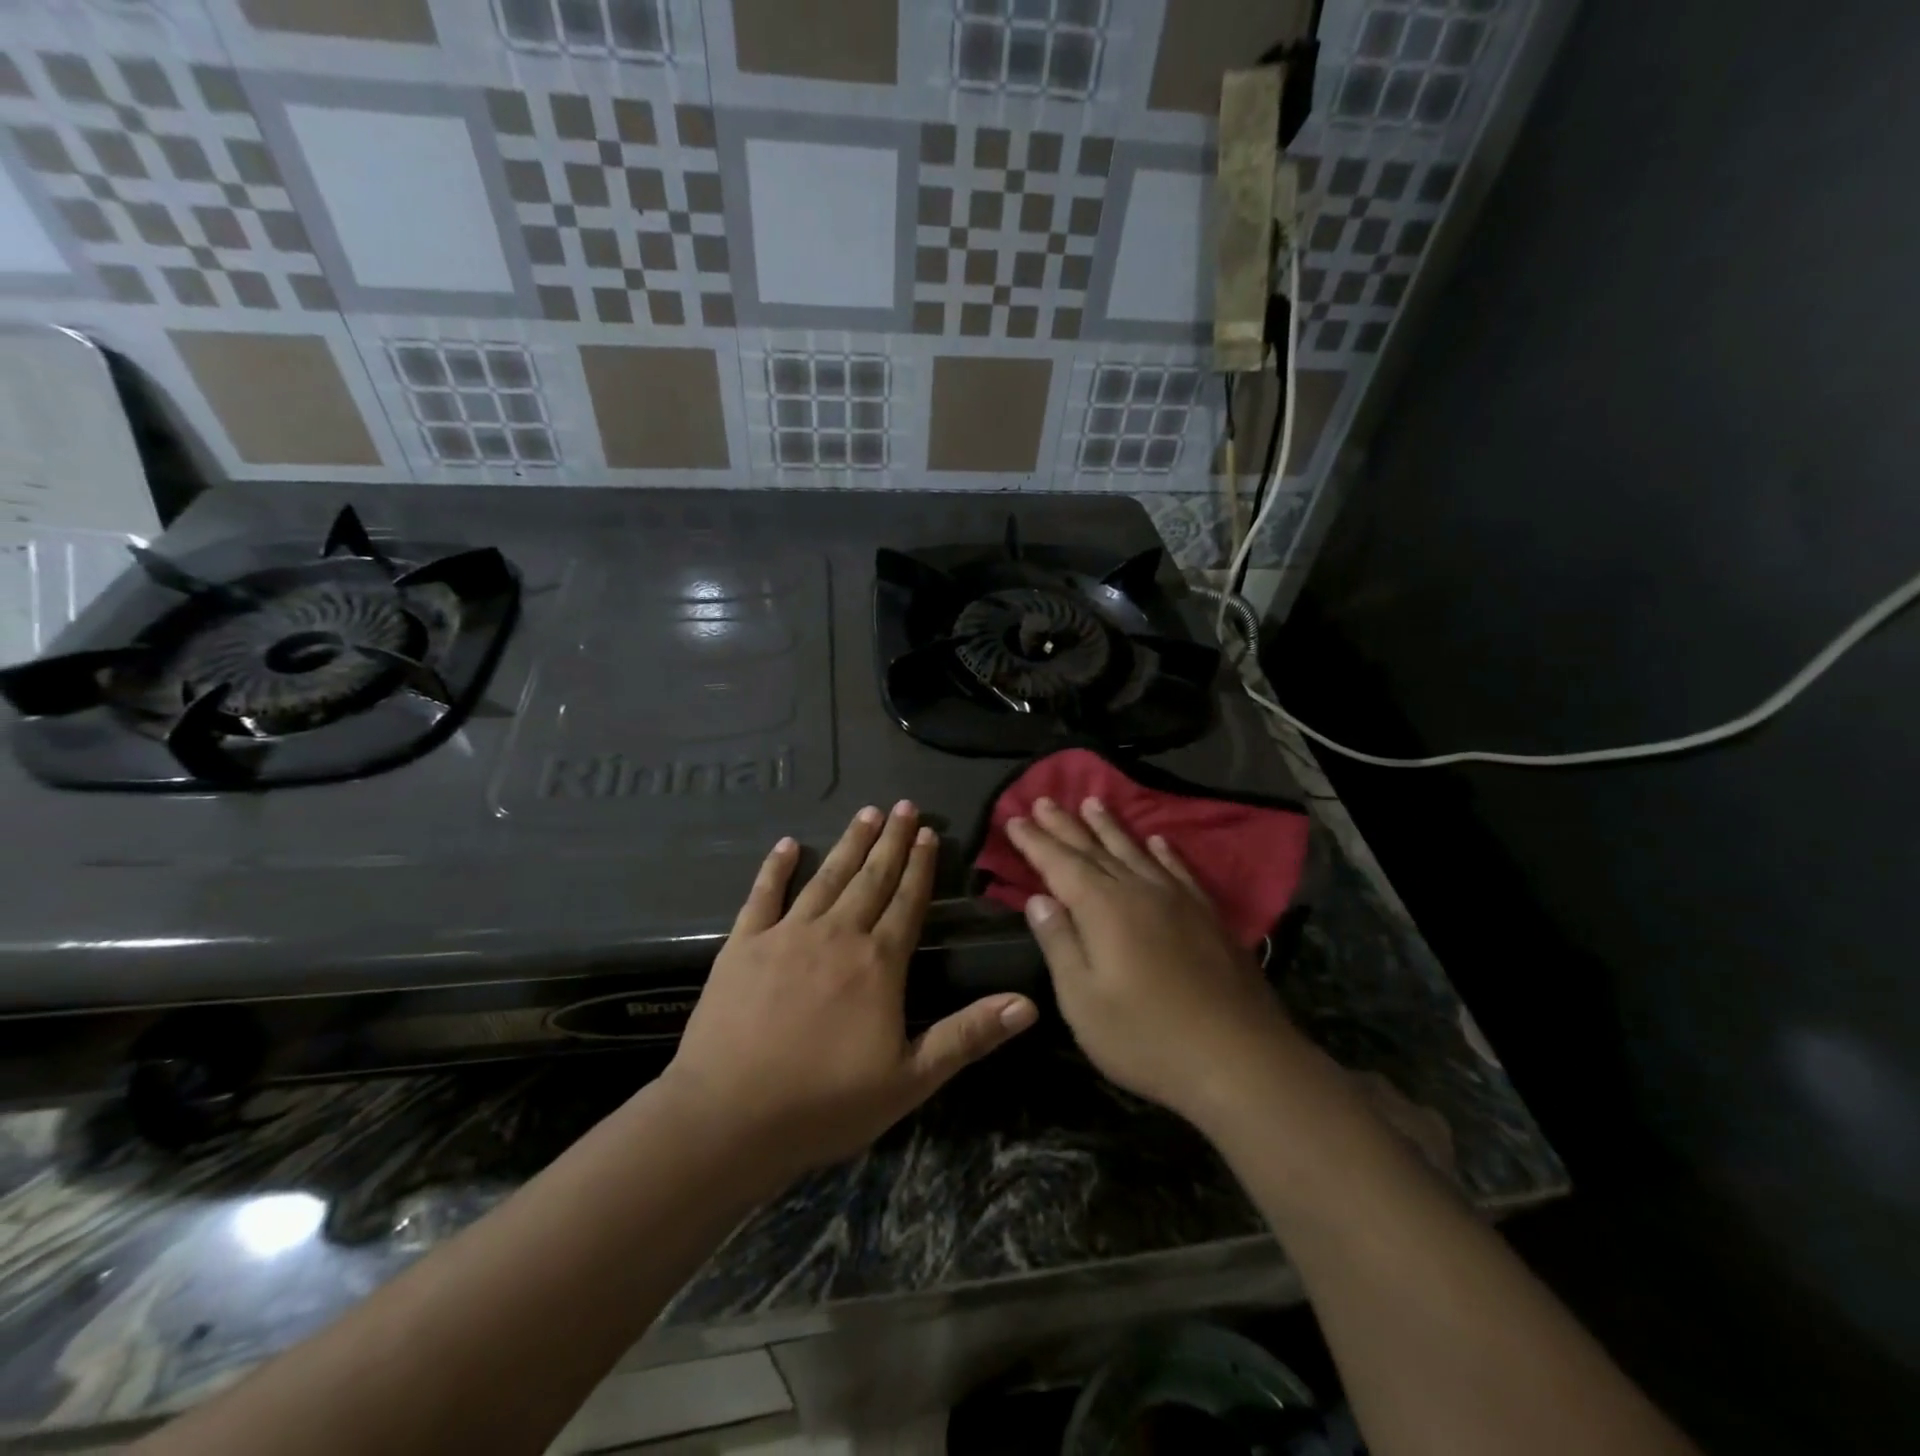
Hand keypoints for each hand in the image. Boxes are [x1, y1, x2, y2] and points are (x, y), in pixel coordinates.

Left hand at [663, 802, 1037, 1183]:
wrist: (730, 1117)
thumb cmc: (826, 1102)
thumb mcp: (911, 1079)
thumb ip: (968, 1035)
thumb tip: (1028, 1004)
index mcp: (878, 962)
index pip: (908, 901)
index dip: (921, 866)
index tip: (929, 832)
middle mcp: (837, 934)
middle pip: (872, 878)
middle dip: (891, 841)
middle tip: (904, 806)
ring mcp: (787, 934)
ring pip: (826, 877)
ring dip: (849, 844)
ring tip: (867, 813)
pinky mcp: (744, 944)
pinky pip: (763, 895)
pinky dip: (776, 868)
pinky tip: (787, 845)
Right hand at [1006, 796, 1302, 1127]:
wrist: (1240, 1060)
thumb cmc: (1146, 1037)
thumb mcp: (1083, 1001)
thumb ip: (1060, 944)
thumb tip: (1039, 899)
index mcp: (1103, 909)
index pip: (1060, 864)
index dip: (1035, 841)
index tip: (1014, 818)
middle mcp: (1139, 891)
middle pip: (1095, 850)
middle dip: (1065, 825)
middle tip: (1044, 799)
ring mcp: (1178, 901)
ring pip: (1136, 851)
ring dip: (1110, 827)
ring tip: (1093, 802)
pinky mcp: (1208, 917)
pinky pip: (1179, 870)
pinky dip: (1163, 852)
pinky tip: (1157, 841)